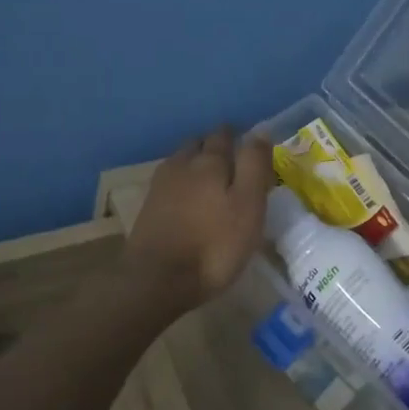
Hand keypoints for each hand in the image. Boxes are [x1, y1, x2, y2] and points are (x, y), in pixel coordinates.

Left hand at [125, 126, 274, 313]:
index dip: (237, 135)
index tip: (248, 141)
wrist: (158, 279)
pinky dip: (181, 182)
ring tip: (209, 175)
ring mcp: (160, 186)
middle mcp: (182, 165)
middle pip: (198, 144)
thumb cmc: (214, 245)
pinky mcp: (148, 208)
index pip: (224, 136)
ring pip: (181, 161)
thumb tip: (260, 130)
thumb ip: (253, 166)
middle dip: (213, 145)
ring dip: (195, 161)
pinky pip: (169, 182)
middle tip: (230, 157)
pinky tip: (187, 196)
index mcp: (209, 162)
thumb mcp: (248, 206)